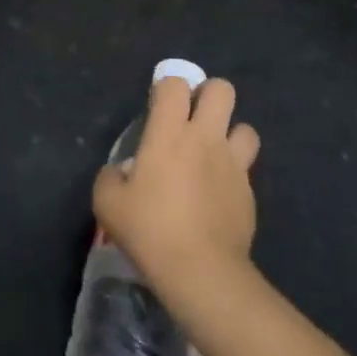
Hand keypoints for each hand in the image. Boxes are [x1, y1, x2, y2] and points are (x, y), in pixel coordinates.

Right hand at [93, 75, 259, 302]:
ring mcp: (232, 164)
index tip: (158, 109)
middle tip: (192, 120)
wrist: (201, 271)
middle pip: (222, 90)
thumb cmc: (150, 230)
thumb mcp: (107, 203)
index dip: (167, 89)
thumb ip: (110, 177)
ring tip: (213, 155)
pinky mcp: (249, 192)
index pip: (175, 84)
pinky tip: (219, 195)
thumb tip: (119, 172)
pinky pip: (246, 169)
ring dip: (230, 135)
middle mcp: (205, 138)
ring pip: (245, 127)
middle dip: (208, 96)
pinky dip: (234, 174)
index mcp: (169, 133)